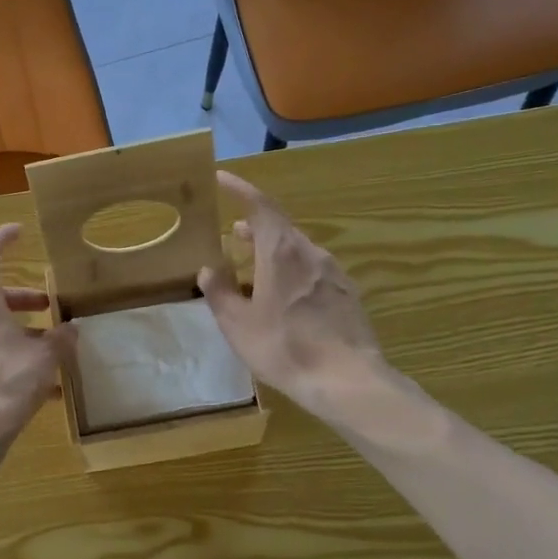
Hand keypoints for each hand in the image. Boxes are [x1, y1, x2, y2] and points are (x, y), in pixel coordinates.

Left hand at [0, 225, 75, 459]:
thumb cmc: (6, 386)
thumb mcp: (44, 360)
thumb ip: (61, 341)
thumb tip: (72, 331)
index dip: (2, 239)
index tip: (19, 232)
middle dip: (24, 302)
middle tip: (50, 309)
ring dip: (19, 337)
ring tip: (51, 359)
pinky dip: (8, 362)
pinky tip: (37, 390)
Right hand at [198, 170, 395, 423]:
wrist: (347, 380)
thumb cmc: (284, 348)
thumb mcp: (238, 324)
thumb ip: (220, 293)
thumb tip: (209, 269)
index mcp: (281, 252)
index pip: (260, 205)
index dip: (240, 189)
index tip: (222, 178)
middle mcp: (311, 253)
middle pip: (280, 228)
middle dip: (255, 228)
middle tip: (233, 236)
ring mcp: (334, 273)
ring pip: (298, 251)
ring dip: (273, 253)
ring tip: (254, 271)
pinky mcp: (348, 294)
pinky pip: (314, 271)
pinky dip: (292, 272)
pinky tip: (285, 299)